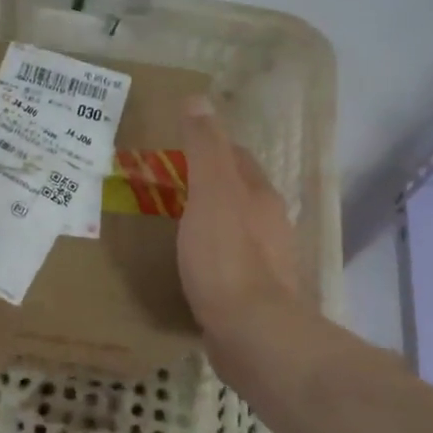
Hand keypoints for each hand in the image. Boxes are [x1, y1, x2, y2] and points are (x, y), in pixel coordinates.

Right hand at [178, 95, 300, 346]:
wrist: (251, 334)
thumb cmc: (227, 257)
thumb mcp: (210, 193)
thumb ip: (204, 147)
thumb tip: (198, 98)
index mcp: (259, 195)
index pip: (236, 157)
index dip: (208, 147)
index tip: (175, 147)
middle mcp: (268, 224)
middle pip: (237, 192)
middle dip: (206, 183)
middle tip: (164, 184)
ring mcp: (264, 263)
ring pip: (233, 228)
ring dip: (207, 220)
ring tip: (170, 223)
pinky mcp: (252, 295)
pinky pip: (227, 263)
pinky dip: (207, 255)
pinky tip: (186, 265)